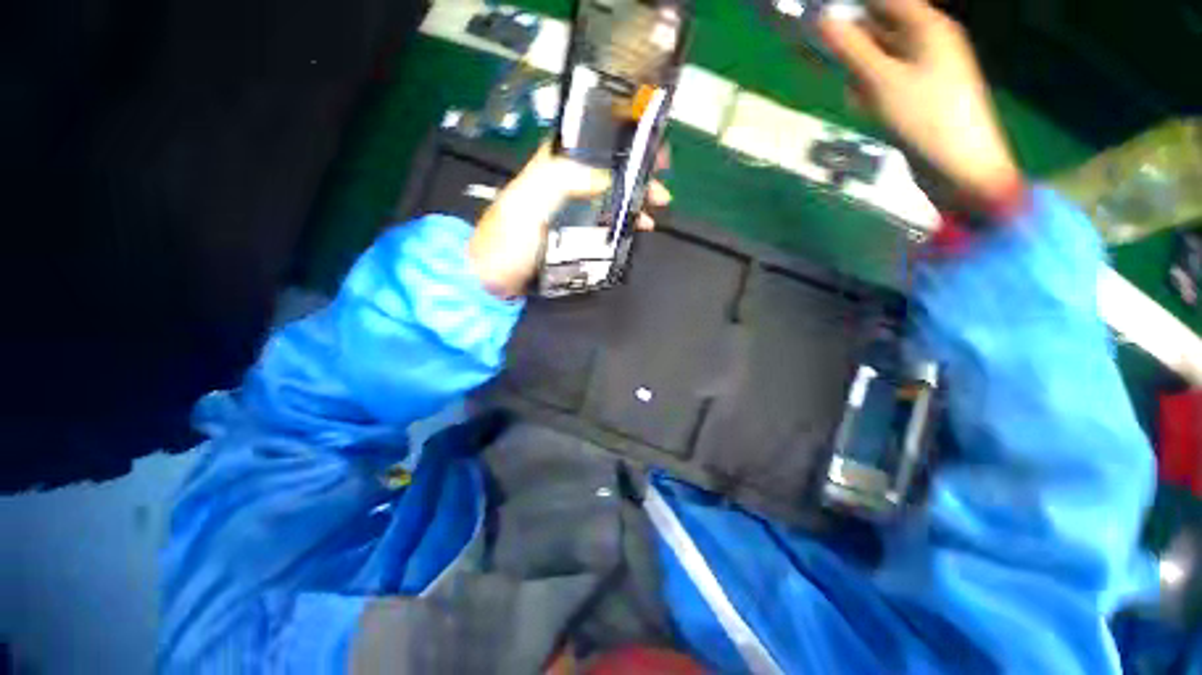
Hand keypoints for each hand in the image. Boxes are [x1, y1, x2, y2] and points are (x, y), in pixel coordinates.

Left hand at [468, 145, 670, 297]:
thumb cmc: (508, 238)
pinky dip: (623, 222)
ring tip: (655, 212)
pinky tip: (637, 228)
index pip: (595, 141)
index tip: (652, 149)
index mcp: (554, 165)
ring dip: (634, 200)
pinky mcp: (573, 234)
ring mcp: (570, 210)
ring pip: (610, 196)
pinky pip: (604, 221)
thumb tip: (609, 176)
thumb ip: (565, 179)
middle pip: (609, 171)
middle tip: (661, 191)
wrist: (493, 276)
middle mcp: (565, 182)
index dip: (625, 141)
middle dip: (637, 176)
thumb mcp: (531, 201)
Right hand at [819, 0, 1022, 208]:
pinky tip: (858, 102)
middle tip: (810, 44)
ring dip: (853, 67)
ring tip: (835, 79)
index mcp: (927, 27)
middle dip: (846, 36)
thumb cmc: (925, 118)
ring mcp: (922, 70)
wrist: (958, 167)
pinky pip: (884, 81)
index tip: (817, 12)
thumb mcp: (883, 81)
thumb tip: (822, 20)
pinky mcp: (915, 96)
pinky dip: (866, 88)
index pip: (884, 1)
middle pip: (878, 28)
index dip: (851, 4)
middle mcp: (926, 41)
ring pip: (877, 57)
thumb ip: (852, 49)